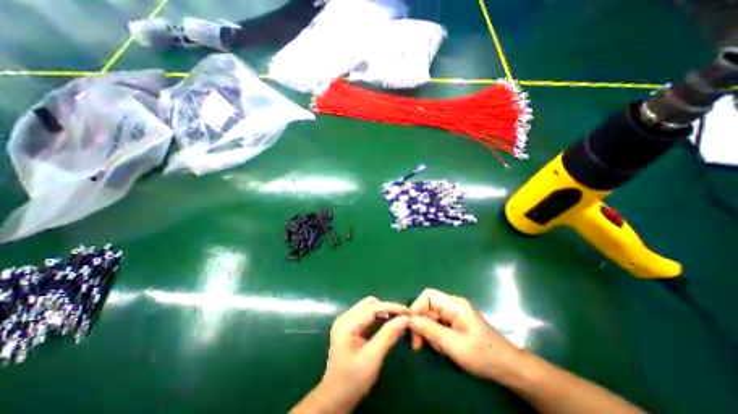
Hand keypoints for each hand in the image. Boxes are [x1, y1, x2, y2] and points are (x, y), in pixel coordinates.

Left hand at [317, 298, 409, 410]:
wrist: (335, 398)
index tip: (408, 311)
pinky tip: (388, 324)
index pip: (372, 307)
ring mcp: (346, 322)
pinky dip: (378, 318)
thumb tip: (404, 319)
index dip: (391, 307)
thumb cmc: (352, 380)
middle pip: (370, 304)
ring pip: (368, 308)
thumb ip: (388, 336)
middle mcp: (345, 317)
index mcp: (347, 323)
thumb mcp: (372, 358)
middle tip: (403, 317)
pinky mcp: (349, 327)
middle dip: (387, 308)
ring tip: (398, 319)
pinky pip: (366, 316)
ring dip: (383, 312)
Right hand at [410, 290, 524, 382]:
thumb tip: (410, 319)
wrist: (508, 367)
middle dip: (421, 324)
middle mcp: (453, 305)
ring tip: (437, 349)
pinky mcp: (456, 322)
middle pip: (428, 307)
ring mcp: (454, 313)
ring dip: (429, 332)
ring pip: (432, 316)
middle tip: (418, 345)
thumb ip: (430, 330)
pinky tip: (442, 348)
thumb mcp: (453, 344)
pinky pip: (439, 323)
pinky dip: (436, 335)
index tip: (411, 326)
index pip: (428, 296)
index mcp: (454, 304)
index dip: (416, 308)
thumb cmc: (482, 354)